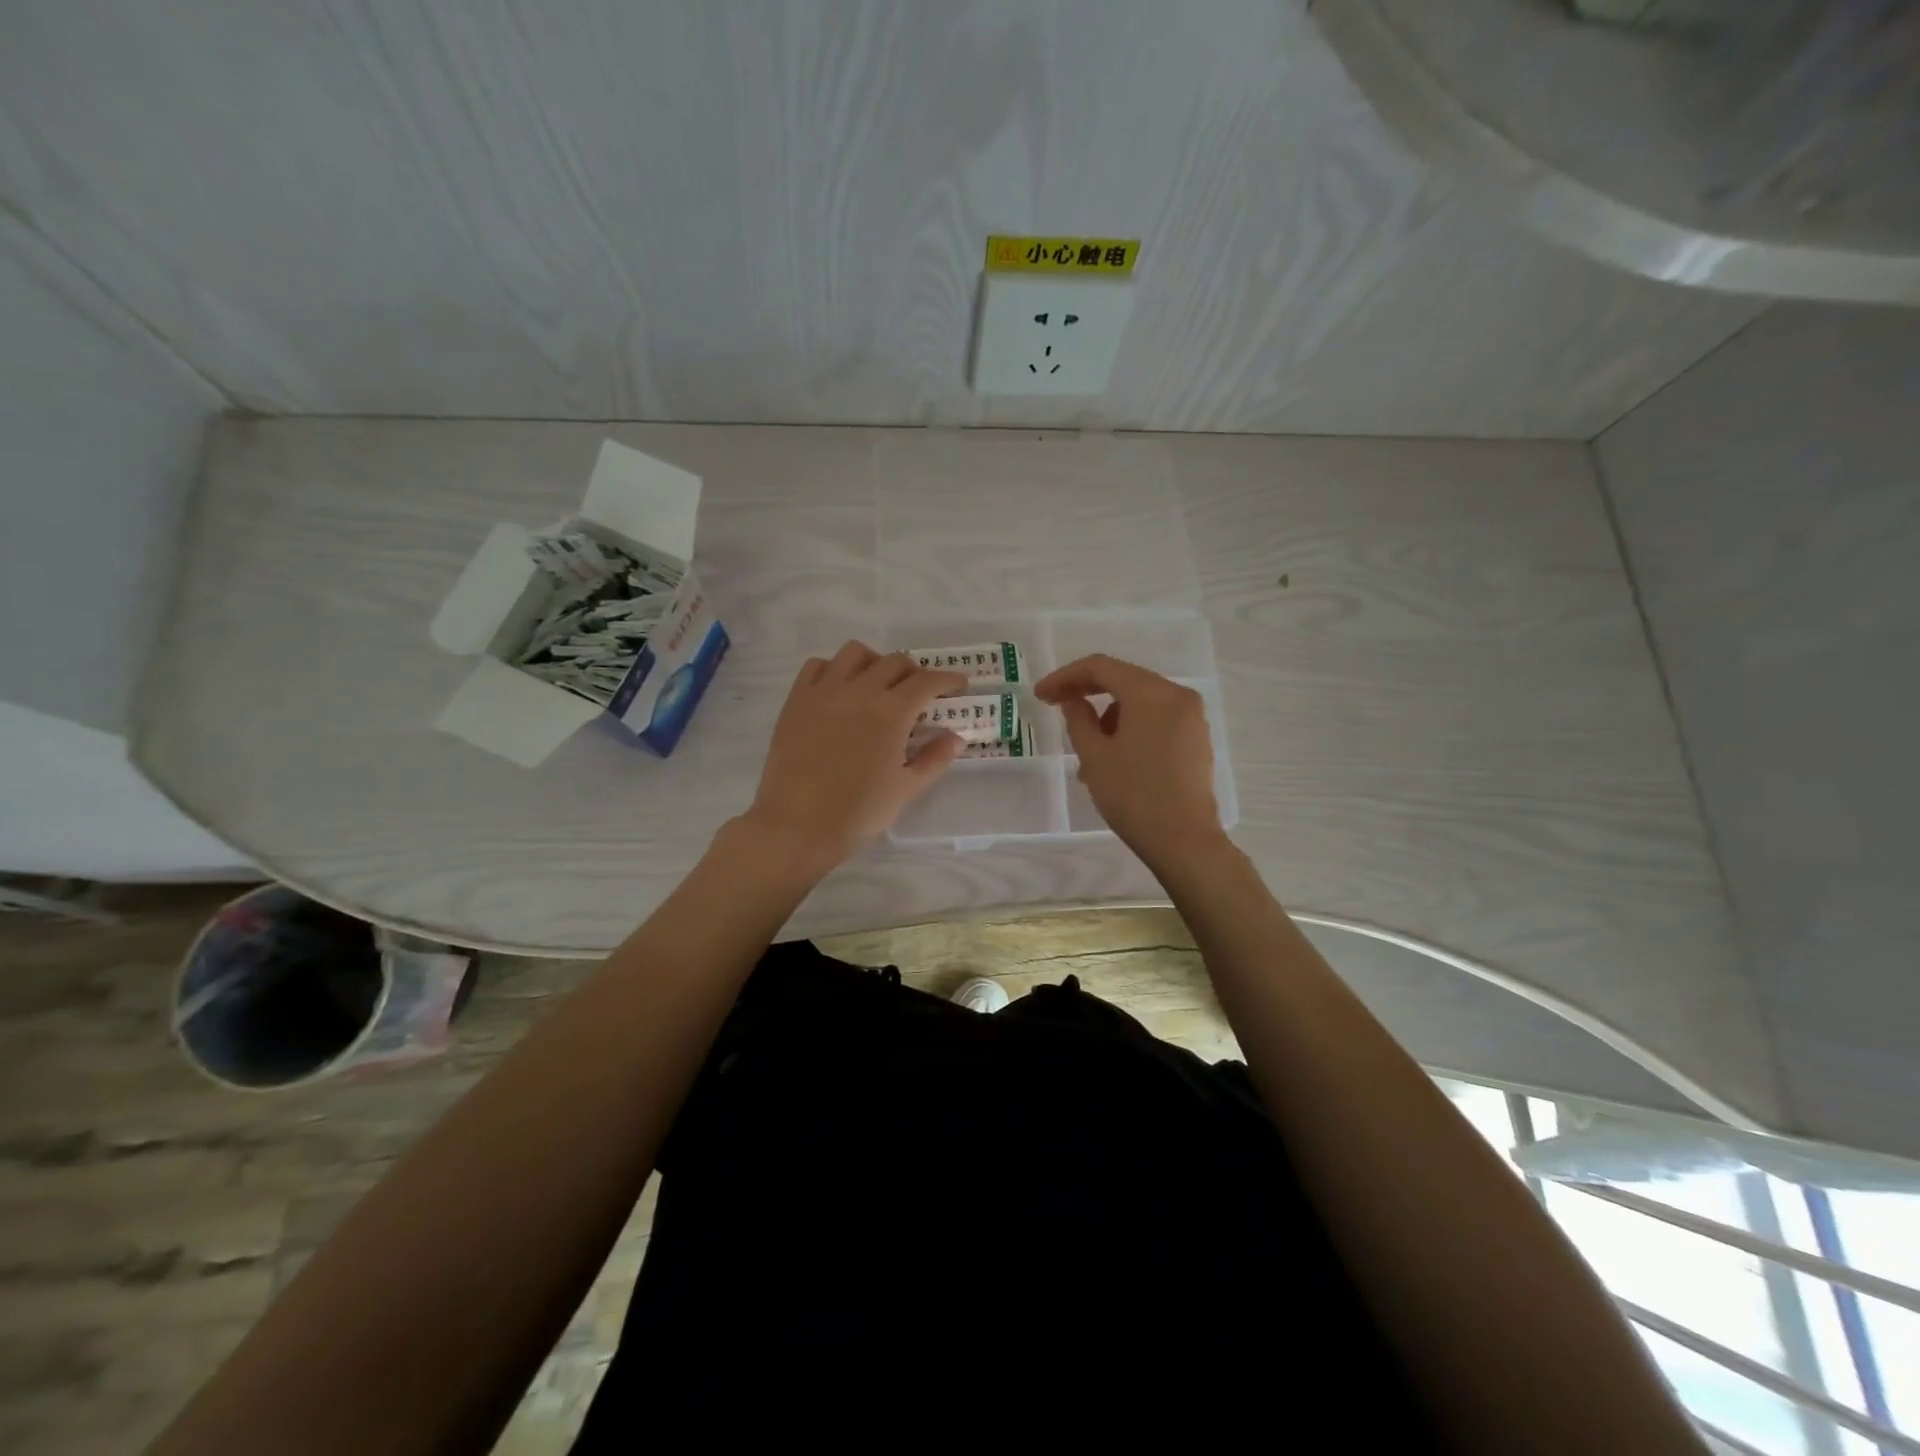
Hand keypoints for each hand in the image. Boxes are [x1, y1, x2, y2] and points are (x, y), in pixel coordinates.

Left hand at [740, 641, 966, 872]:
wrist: (797, 826)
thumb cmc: (858, 812)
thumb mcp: (906, 789)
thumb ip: (934, 759)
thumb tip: (956, 738)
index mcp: (891, 712)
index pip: (927, 681)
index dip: (947, 679)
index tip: (959, 684)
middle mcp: (859, 691)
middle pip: (894, 662)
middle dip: (914, 672)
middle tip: (919, 692)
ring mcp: (824, 691)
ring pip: (855, 653)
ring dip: (875, 662)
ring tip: (878, 684)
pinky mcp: (796, 700)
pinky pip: (817, 666)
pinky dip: (834, 669)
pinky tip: (840, 690)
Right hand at [1035, 654, 1222, 860]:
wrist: (1184, 841)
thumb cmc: (1134, 795)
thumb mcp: (1095, 756)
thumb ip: (1079, 719)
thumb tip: (1074, 702)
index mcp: (1152, 693)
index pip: (1101, 667)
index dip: (1065, 677)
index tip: (1040, 696)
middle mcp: (1177, 696)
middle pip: (1124, 680)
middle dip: (1087, 693)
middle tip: (1056, 708)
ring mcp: (1192, 718)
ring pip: (1140, 703)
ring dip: (1109, 716)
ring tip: (1086, 752)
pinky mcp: (1196, 740)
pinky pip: (1156, 721)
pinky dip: (1131, 729)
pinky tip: (1114, 758)